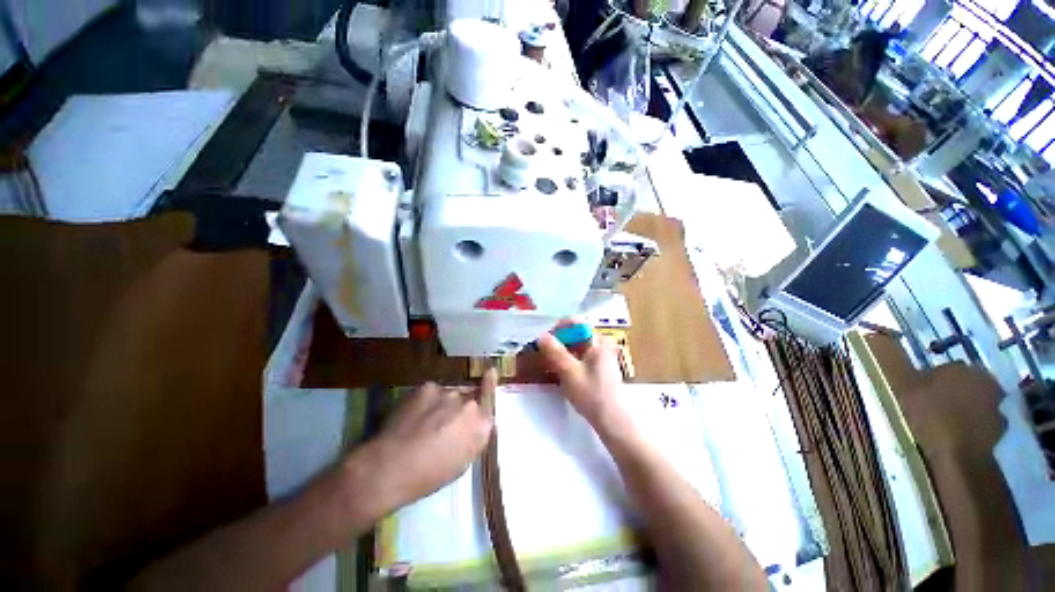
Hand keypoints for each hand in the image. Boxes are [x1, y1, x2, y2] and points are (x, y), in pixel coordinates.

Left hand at [350, 371, 495, 515]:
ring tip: (421, 424)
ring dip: (441, 406)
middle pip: (467, 400)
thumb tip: (471, 427)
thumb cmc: (428, 476)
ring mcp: (448, 392)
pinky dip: (425, 401)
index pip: (490, 399)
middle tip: (441, 426)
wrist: (391, 467)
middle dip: (458, 409)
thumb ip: (472, 439)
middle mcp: (469, 404)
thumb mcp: (460, 464)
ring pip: (448, 395)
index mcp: (481, 426)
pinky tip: (412, 417)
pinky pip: (431, 392)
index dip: (489, 385)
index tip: (490, 371)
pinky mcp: (427, 387)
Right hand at [537, 332, 624, 427]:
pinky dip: (567, 360)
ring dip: (560, 351)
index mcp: (598, 341)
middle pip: (575, 334)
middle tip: (543, 353)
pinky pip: (579, 356)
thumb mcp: (569, 372)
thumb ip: (555, 352)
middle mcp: (601, 343)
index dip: (557, 328)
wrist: (612, 421)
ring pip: (575, 345)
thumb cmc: (592, 395)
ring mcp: (601, 355)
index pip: (575, 323)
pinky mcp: (598, 366)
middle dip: (557, 341)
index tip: (544, 339)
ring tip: (547, 363)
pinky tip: (559, 371)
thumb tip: (540, 336)